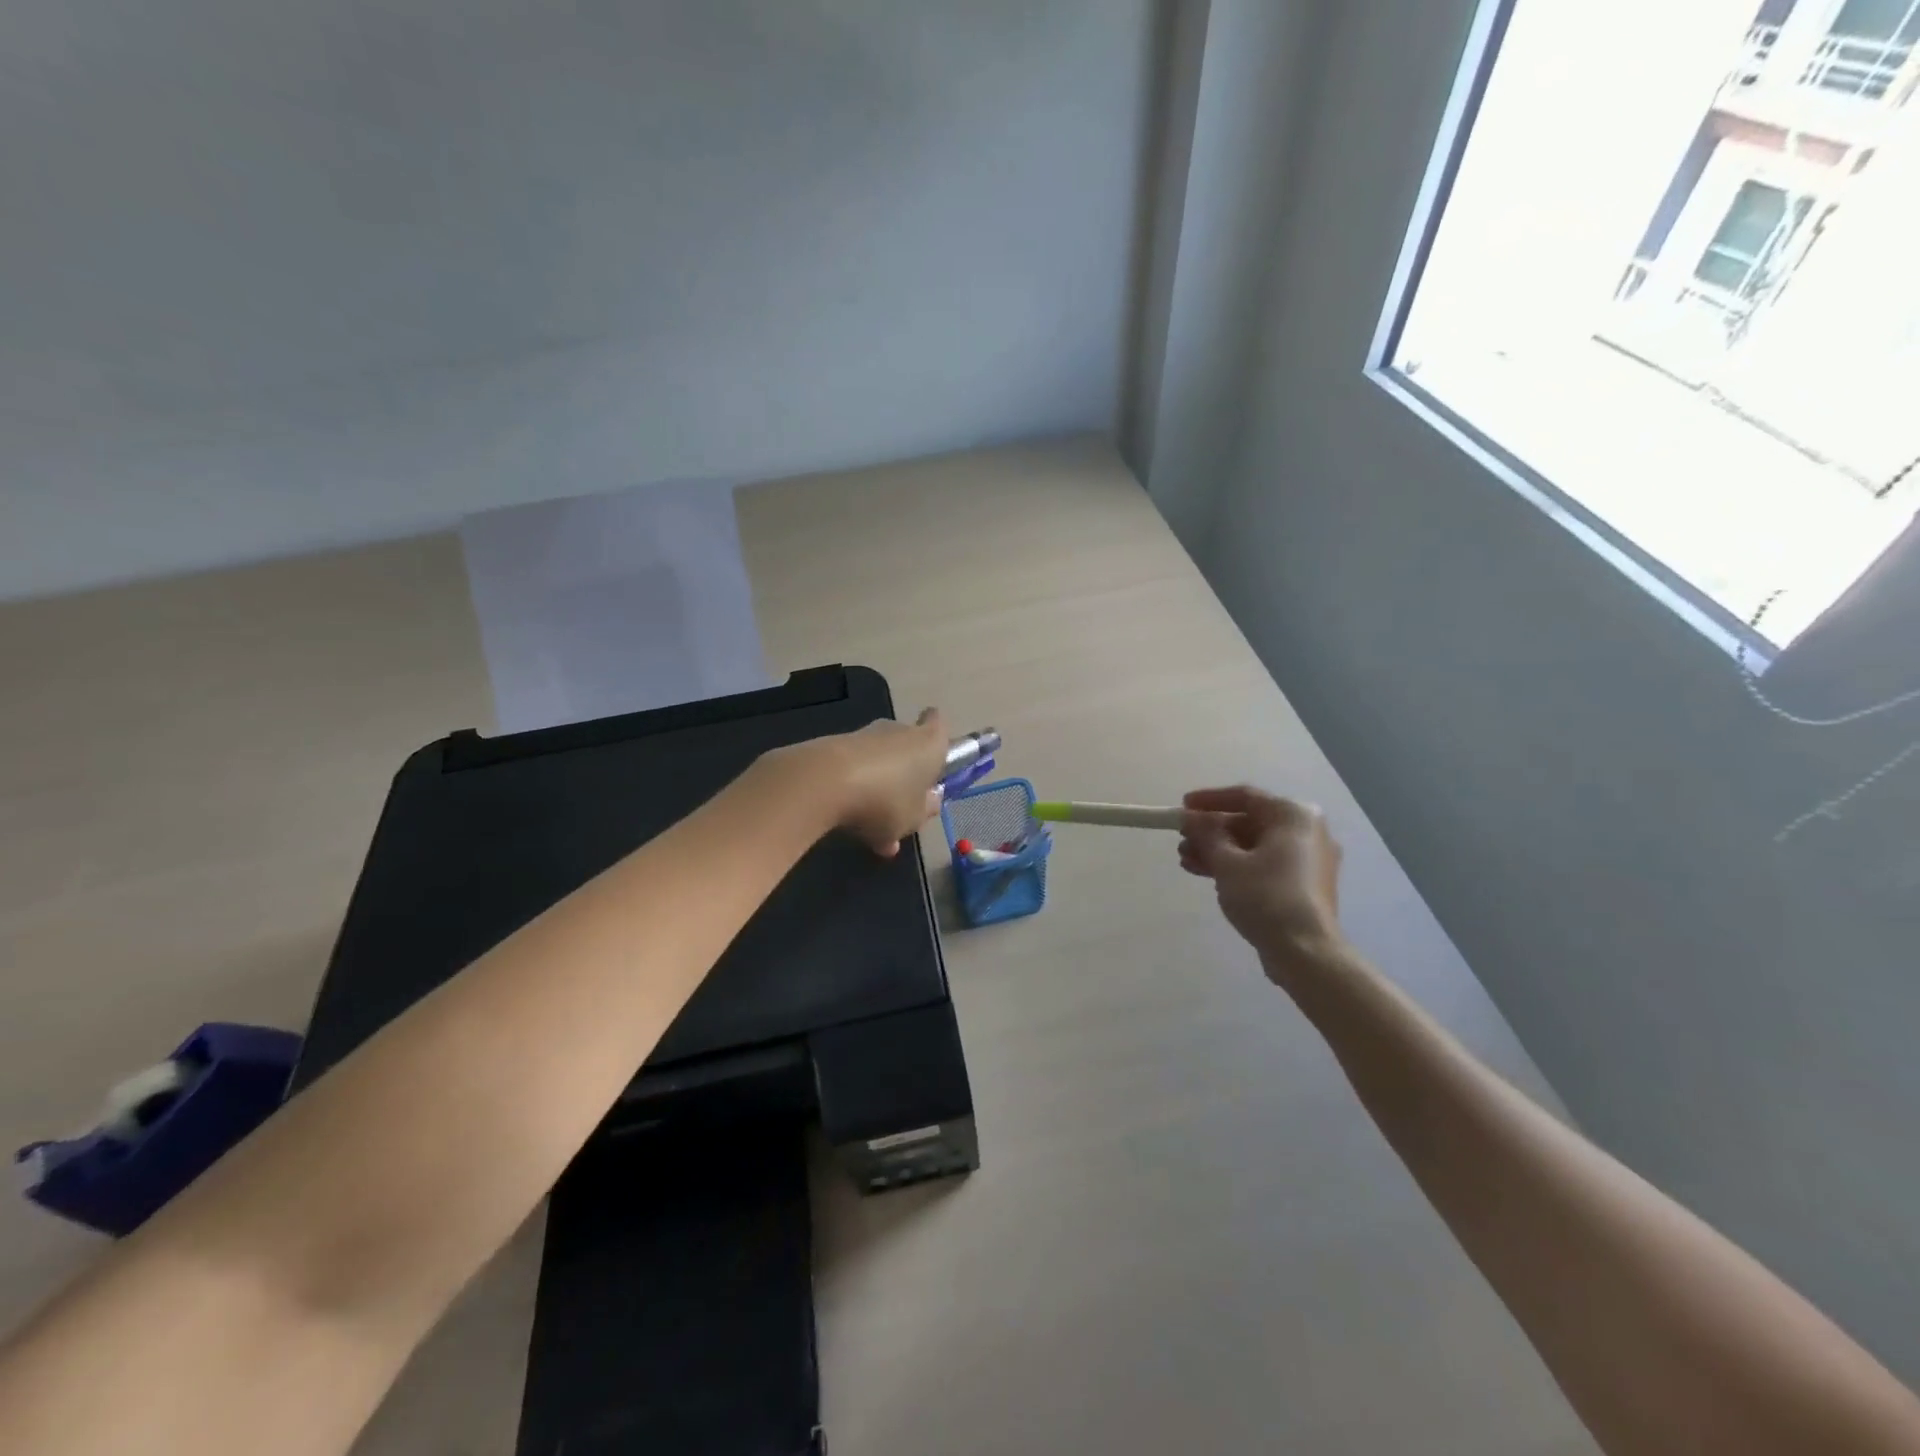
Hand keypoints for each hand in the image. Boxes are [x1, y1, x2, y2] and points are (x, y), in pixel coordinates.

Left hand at [819, 708, 950, 857]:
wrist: (824, 783)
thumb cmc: (886, 800)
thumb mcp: (914, 818)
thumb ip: (925, 810)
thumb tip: (930, 801)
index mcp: (929, 744)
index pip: (938, 725)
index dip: (938, 737)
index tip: (934, 755)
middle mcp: (899, 731)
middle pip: (907, 745)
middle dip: (906, 771)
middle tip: (905, 803)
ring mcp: (864, 736)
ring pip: (879, 761)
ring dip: (879, 787)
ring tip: (875, 826)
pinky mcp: (834, 745)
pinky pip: (853, 770)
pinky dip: (854, 791)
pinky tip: (850, 823)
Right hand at [1178, 786, 1344, 969]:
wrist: (1305, 952)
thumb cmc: (1266, 897)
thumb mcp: (1227, 862)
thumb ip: (1206, 834)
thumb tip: (1189, 817)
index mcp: (1294, 815)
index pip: (1245, 796)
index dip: (1209, 800)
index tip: (1182, 807)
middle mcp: (1307, 830)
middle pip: (1249, 822)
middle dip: (1211, 832)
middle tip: (1181, 841)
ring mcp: (1308, 859)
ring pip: (1254, 845)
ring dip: (1218, 851)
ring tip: (1186, 861)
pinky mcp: (1303, 883)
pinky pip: (1264, 863)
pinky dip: (1237, 866)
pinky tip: (1207, 874)